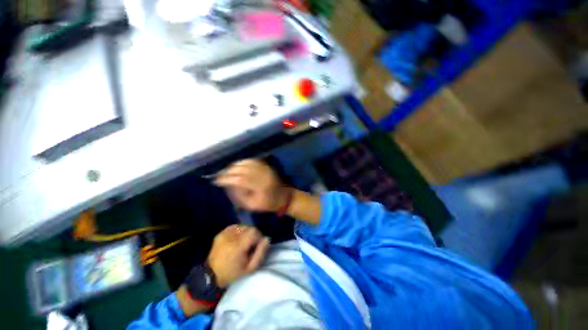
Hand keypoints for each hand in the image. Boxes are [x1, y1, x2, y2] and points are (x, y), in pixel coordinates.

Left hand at [207, 225, 269, 287]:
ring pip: (243, 226)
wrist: (211, 275)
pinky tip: (237, 239)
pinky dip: (239, 231)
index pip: (254, 232)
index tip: (257, 245)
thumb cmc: (233, 273)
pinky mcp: (221, 233)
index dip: (259, 237)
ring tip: (244, 242)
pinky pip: (235, 226)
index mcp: (237, 247)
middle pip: (249, 227)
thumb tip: (267, 238)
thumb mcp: (250, 268)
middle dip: (253, 234)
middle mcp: (231, 237)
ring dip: (246, 232)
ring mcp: (224, 234)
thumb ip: (260, 253)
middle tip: (251, 244)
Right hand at [215, 159, 290, 212]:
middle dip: (228, 171)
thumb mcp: (252, 205)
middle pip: (242, 169)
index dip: (226, 179)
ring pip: (246, 163)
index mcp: (259, 187)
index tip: (216, 181)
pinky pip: (253, 160)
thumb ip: (239, 195)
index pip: (239, 180)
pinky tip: (237, 165)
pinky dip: (243, 161)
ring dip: (234, 165)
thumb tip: (228, 184)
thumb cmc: (267, 204)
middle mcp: (262, 175)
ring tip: (226, 170)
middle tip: (219, 175)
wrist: (284, 197)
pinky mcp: (267, 166)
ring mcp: (265, 169)